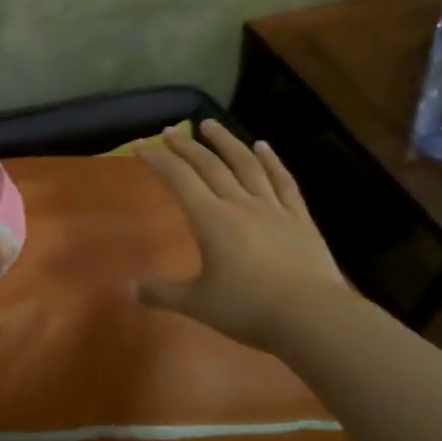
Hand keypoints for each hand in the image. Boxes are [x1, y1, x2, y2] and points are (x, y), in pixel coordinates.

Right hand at [136, 120, 347, 351]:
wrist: (312, 316)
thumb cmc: (248, 309)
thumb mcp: (198, 304)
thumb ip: (163, 293)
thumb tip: (129, 290)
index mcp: (211, 220)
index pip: (179, 179)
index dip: (158, 159)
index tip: (141, 144)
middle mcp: (239, 204)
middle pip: (209, 165)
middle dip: (186, 146)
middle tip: (170, 130)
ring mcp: (273, 207)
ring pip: (246, 164)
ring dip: (226, 141)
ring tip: (211, 124)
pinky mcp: (299, 218)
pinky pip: (283, 181)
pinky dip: (272, 161)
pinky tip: (264, 146)